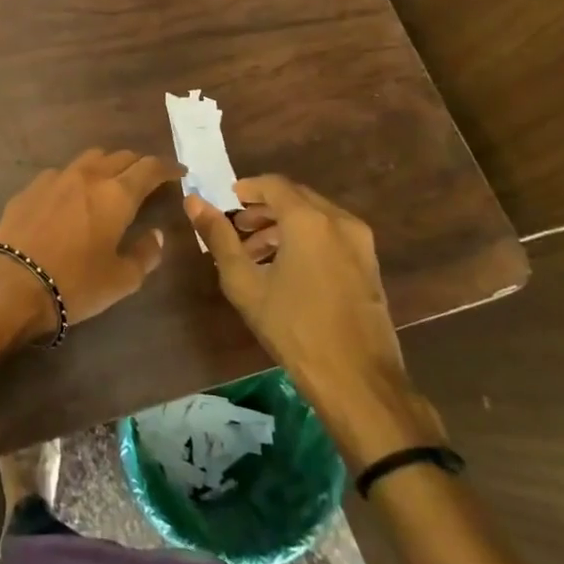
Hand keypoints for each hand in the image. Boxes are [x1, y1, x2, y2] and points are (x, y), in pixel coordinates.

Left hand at [0, 149, 183, 338]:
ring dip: (106, 165)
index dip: (168, 168)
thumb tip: (156, 235)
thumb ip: (145, 254)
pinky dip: (75, 179)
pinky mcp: (30, 188)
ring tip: (110, 183)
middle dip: (138, 164)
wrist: (13, 283)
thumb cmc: (75, 283)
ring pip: (89, 158)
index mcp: (116, 195)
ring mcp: (55, 178)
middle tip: (147, 180)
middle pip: (120, 157)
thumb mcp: (122, 279)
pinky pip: (61, 173)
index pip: (150, 168)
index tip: (179, 173)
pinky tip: (72, 198)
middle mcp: (87, 176)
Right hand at [184, 175, 445, 466]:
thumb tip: (194, 202)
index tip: (226, 202)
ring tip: (256, 254)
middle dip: (264, 209)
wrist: (357, 379)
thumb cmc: (293, 327)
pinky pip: (331, 236)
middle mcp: (339, 221)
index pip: (274, 184)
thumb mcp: (244, 283)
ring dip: (283, 226)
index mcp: (309, 220)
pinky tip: (286, 270)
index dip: (247, 188)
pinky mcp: (369, 265)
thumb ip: (219, 237)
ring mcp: (360, 244)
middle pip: (296, 198)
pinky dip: (305, 239)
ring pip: (315, 217)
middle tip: (237, 229)